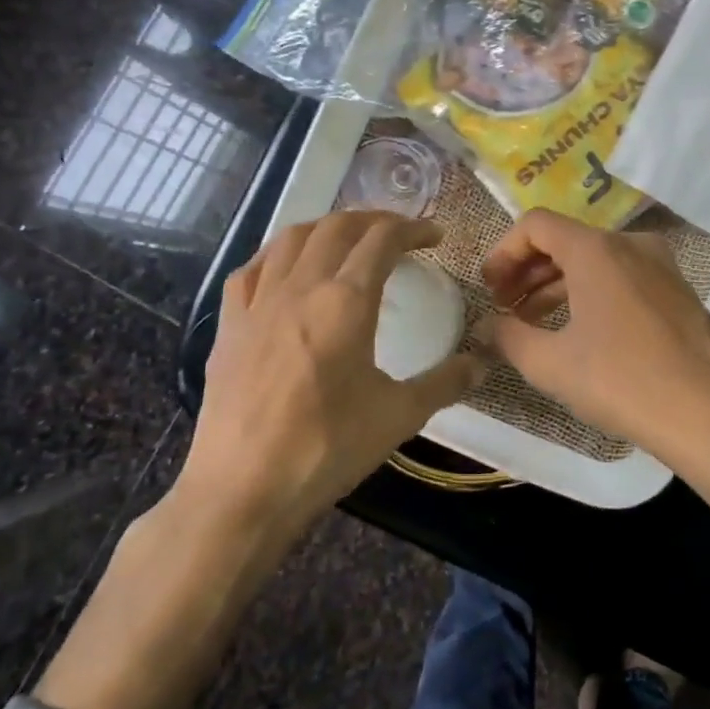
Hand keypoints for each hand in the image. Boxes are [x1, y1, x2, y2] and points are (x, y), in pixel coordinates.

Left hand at [36, 212, 482, 708]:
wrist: (243, 489)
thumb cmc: (327, 449)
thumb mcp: (398, 417)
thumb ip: (444, 383)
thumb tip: (481, 363)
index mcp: (346, 301)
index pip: (382, 240)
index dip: (412, 228)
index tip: (434, 235)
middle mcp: (300, 286)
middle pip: (336, 227)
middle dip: (372, 219)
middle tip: (397, 231)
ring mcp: (258, 302)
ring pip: (290, 237)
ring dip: (325, 227)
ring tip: (346, 239)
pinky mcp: (228, 325)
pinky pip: (251, 269)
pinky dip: (276, 254)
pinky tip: (285, 269)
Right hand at [477, 209, 709, 514]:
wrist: (709, 415)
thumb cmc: (622, 382)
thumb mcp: (551, 364)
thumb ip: (509, 337)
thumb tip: (487, 326)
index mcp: (596, 249)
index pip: (536, 225)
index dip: (504, 252)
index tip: (490, 289)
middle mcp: (631, 244)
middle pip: (566, 240)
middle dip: (528, 271)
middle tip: (506, 307)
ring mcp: (661, 265)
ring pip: (596, 260)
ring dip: (558, 285)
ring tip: (535, 323)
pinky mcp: (678, 291)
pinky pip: (624, 277)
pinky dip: (593, 293)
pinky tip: (581, 331)